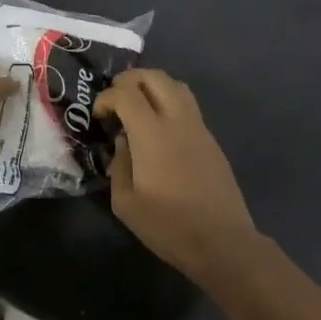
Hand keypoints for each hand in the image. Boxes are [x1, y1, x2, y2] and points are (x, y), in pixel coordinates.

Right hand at [95, 69, 258, 282]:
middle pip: (155, 77)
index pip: (126, 93)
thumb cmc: (168, 225)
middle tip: (115, 99)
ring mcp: (199, 128)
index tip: (98, 116)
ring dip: (153, 87)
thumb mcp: (125, 202)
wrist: (222, 241)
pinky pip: (188, 106)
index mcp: (152, 134)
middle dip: (130, 80)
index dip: (106, 97)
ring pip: (177, 86)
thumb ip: (119, 164)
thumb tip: (123, 143)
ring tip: (137, 107)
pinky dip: (169, 103)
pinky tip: (159, 130)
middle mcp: (177, 120)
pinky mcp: (211, 140)